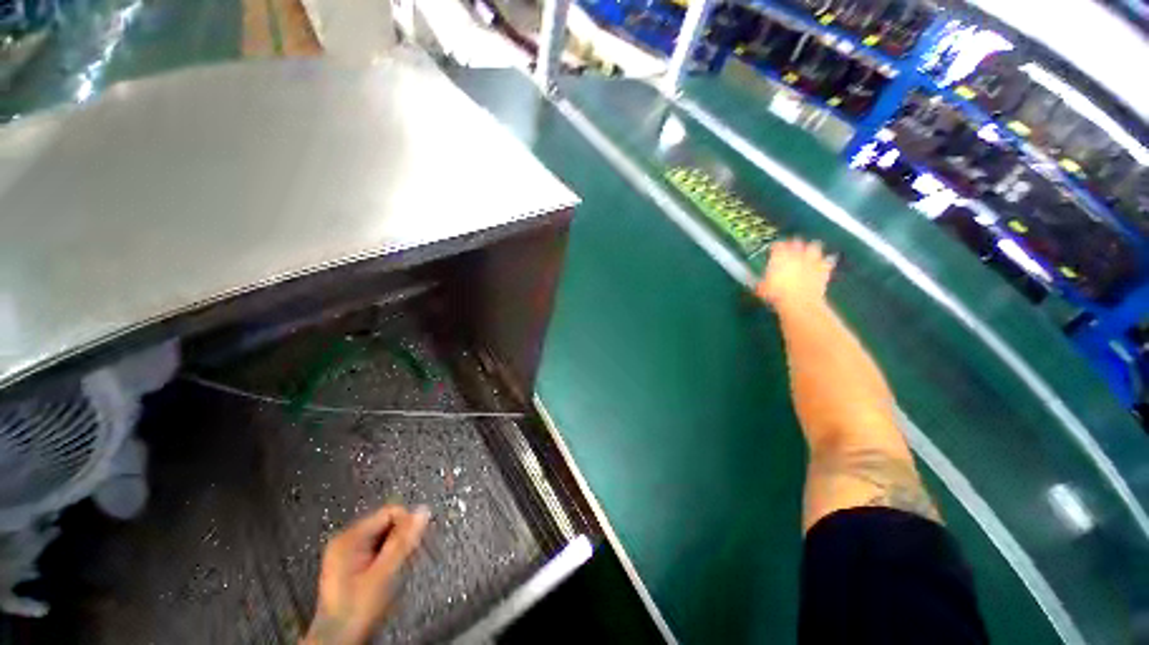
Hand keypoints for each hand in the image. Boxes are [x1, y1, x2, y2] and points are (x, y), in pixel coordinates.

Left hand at [304, 505, 430, 644]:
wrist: (337, 641)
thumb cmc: (359, 608)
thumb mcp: (384, 574)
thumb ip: (403, 541)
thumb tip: (424, 510)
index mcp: (350, 537)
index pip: (390, 512)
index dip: (407, 524)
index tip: (413, 545)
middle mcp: (345, 539)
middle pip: (385, 523)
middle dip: (400, 539)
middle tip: (405, 561)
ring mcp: (345, 552)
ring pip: (382, 537)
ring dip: (394, 549)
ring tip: (395, 571)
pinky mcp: (349, 564)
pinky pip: (375, 548)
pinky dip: (386, 557)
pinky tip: (386, 575)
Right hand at [756, 239, 835, 311]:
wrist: (800, 302)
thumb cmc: (778, 294)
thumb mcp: (763, 289)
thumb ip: (762, 282)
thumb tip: (760, 284)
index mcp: (779, 257)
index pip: (777, 245)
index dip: (775, 246)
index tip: (773, 249)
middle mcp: (796, 255)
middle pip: (796, 242)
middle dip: (794, 244)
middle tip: (791, 248)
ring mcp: (811, 260)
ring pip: (813, 247)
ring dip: (810, 249)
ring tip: (808, 252)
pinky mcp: (824, 269)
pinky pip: (826, 261)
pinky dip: (824, 262)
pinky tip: (822, 264)